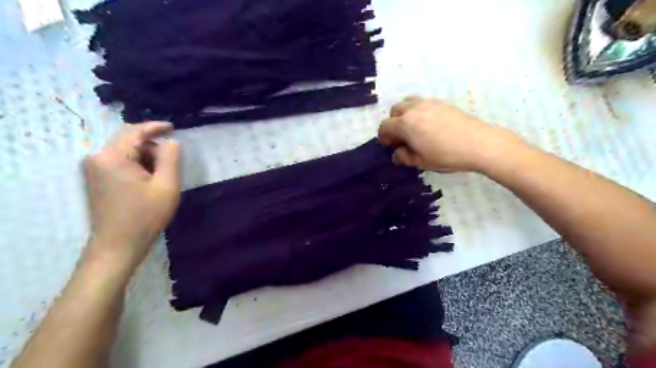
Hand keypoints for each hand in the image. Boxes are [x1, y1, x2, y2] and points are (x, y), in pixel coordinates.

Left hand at [85, 123, 180, 271]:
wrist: (117, 245)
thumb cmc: (145, 216)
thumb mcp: (167, 186)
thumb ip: (171, 159)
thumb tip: (171, 142)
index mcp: (113, 157)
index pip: (135, 131)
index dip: (156, 127)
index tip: (174, 128)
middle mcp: (97, 158)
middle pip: (129, 141)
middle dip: (153, 148)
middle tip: (172, 165)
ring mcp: (93, 169)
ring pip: (126, 152)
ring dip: (146, 159)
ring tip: (161, 178)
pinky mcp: (95, 179)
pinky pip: (119, 162)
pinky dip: (137, 166)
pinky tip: (148, 182)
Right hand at [377, 96, 519, 172]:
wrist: (479, 143)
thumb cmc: (446, 155)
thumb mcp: (421, 162)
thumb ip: (404, 157)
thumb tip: (397, 154)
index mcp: (406, 124)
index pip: (385, 126)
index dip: (384, 137)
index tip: (390, 146)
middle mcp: (414, 109)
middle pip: (395, 110)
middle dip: (393, 123)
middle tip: (401, 137)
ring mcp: (429, 103)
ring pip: (409, 103)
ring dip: (405, 114)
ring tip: (414, 128)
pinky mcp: (442, 103)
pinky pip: (422, 103)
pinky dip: (418, 111)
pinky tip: (429, 125)